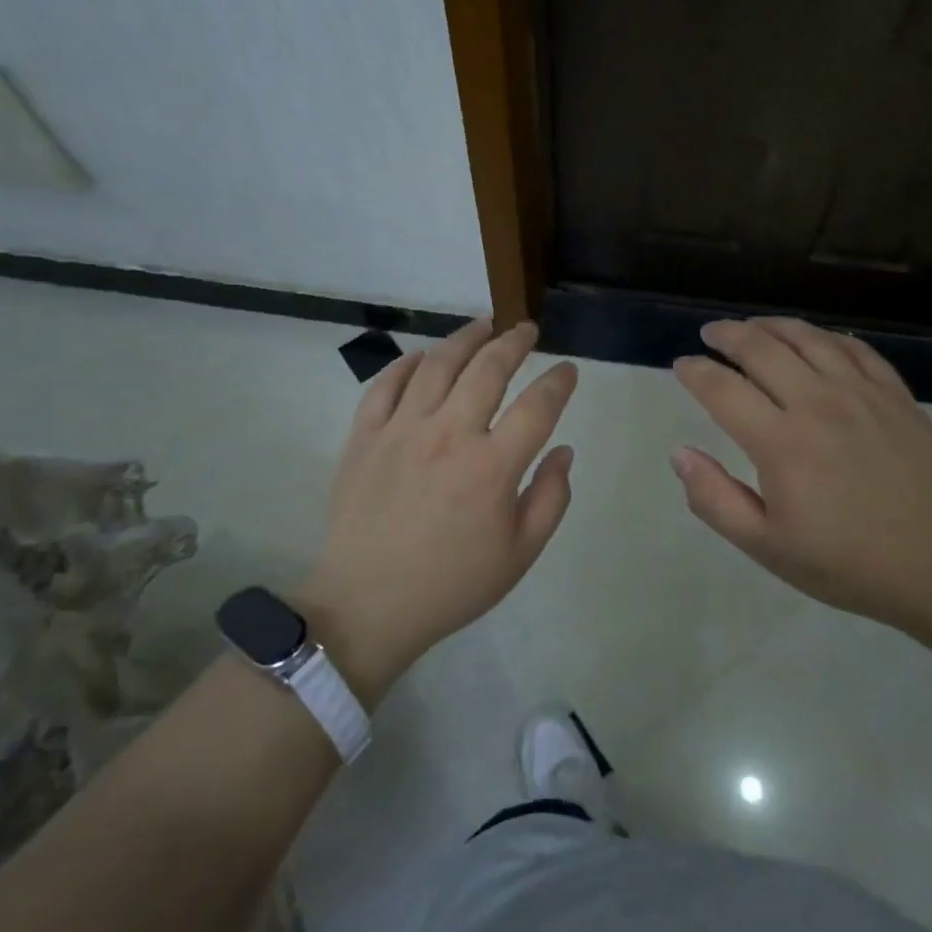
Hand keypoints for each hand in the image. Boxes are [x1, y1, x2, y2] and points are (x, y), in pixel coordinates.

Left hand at [298, 319, 577, 701]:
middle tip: (526, 330)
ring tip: (482, 325)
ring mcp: (401, 431)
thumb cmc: (451, 584)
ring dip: (465, 338)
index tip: (567, 370)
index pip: (537, 406)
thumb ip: (551, 498)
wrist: (367, 606)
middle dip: (513, 341)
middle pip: (487, 369)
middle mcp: (448, 435)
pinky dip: (406, 363)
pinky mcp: (364, 436)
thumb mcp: (520, 555)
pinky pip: (385, 385)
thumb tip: (563, 450)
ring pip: (437, 364)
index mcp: (491, 467)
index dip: (559, 381)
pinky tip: (422, 357)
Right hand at [671, 317, 931, 630]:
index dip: (695, 372)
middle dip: (727, 335)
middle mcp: (816, 403)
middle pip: (761, 349)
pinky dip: (826, 337)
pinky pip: (855, 349)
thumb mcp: (767, 547)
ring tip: (753, 326)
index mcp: (780, 442)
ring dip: (772, 326)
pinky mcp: (895, 395)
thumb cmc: (847, 562)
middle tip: (710, 334)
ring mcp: (861, 393)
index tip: (681, 365)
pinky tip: (815, 340)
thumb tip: (679, 454)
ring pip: (807, 338)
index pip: (722, 389)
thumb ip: (715, 499)